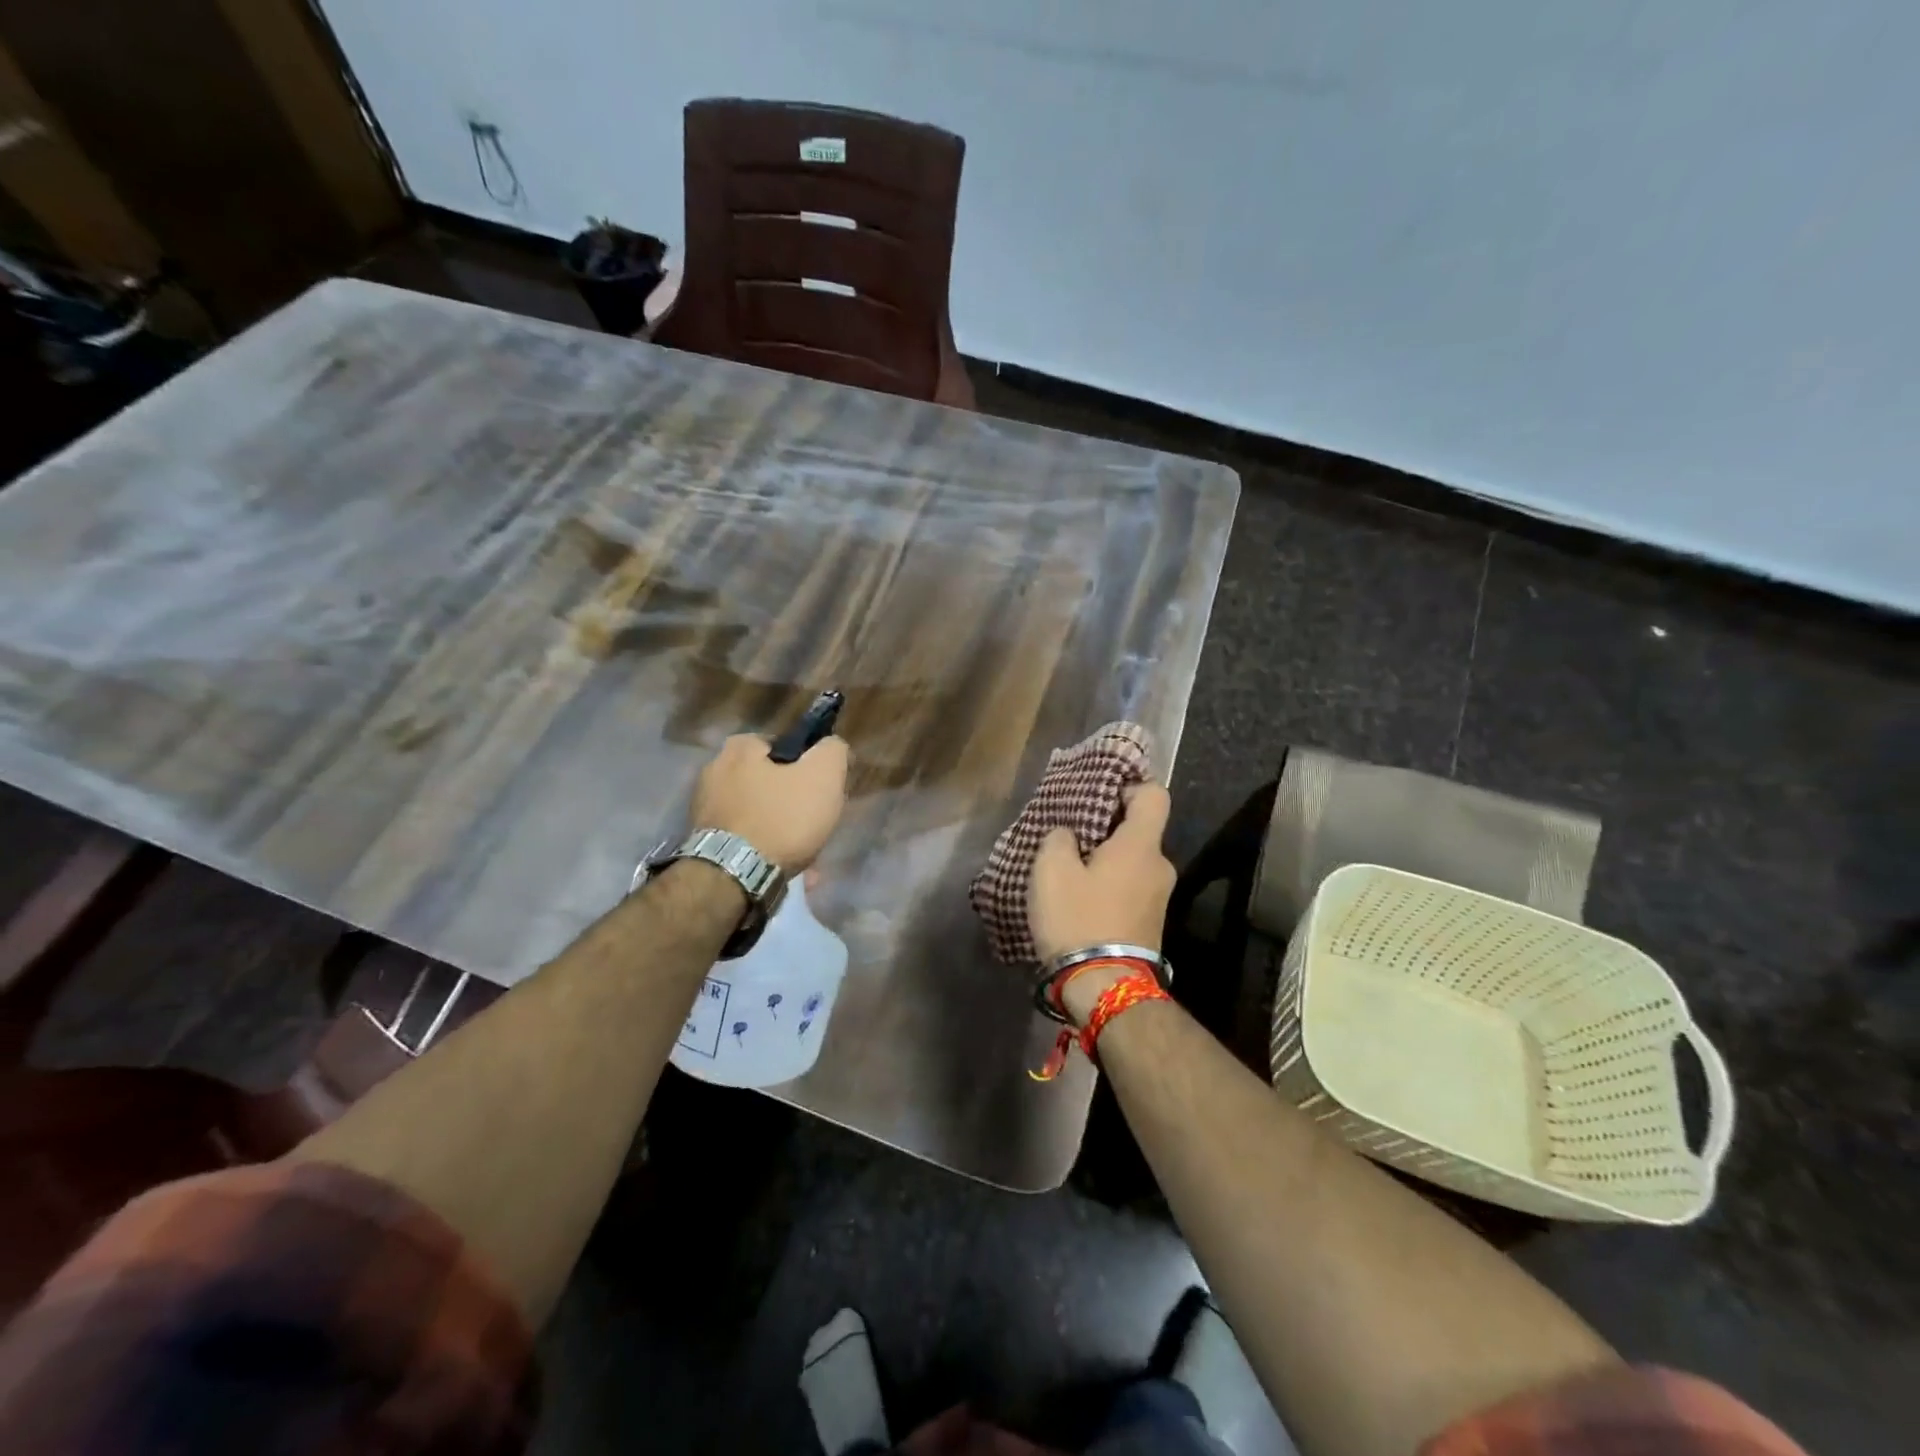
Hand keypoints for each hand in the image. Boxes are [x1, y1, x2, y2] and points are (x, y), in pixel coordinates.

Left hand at [690, 733, 849, 873]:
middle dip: (795, 803)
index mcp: (739, 748)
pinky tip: (786, 869)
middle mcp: (714, 772)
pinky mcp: (704, 842)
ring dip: (783, 831)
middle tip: (816, 822)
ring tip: (806, 854)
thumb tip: (831, 747)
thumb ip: (832, 751)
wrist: (734, 876)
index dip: (809, 765)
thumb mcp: (824, 774)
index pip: (783, 745)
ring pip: (760, 814)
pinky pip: (747, 840)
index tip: (823, 788)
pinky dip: (766, 850)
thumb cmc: (782, 817)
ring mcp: (705, 809)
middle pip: (771, 783)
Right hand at [1028, 783, 1176, 963]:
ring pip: (1132, 862)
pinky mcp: (1151, 924)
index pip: (1154, 794)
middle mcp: (1160, 867)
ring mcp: (1160, 899)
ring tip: (1070, 871)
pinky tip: (1080, 900)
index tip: (1099, 796)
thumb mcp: (1051, 870)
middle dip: (1107, 829)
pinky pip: (1131, 888)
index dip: (1129, 786)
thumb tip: (1069, 836)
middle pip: (1139, 831)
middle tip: (1071, 836)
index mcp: (1141, 845)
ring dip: (1105, 861)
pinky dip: (1109, 886)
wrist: (1104, 988)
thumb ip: (1059, 839)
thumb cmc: (1078, 918)